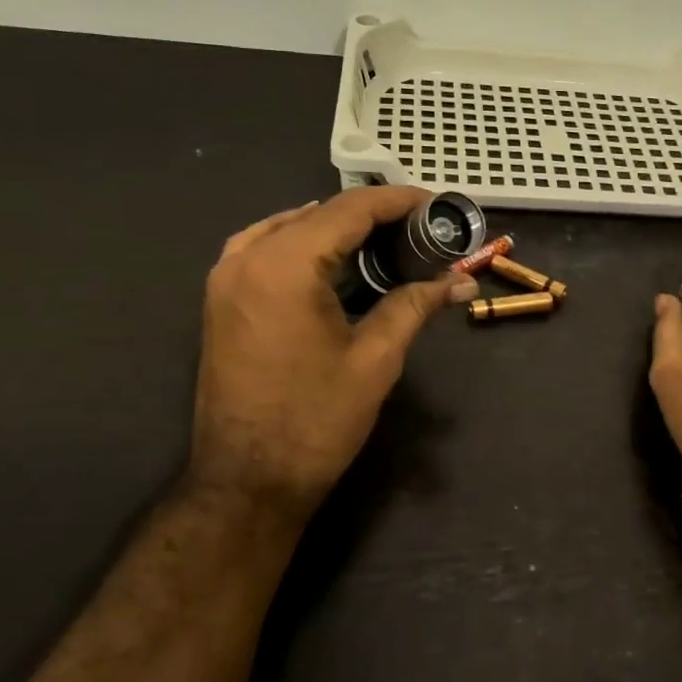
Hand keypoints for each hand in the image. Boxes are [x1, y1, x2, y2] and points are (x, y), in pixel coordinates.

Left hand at [185, 187, 479, 529]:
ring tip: (384, 241)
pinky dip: (302, 243)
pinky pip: (264, 248)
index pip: (349, 209)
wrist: (247, 481)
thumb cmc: (315, 421)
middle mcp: (248, 257)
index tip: (436, 205)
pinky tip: (330, 258)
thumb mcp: (376, 359)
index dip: (398, 201)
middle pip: (319, 213)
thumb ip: (415, 305)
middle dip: (372, 214)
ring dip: (337, 227)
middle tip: (420, 228)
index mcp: (285, 265)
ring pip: (289, 227)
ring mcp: (226, 277)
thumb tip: (460, 281)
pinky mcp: (222, 299)